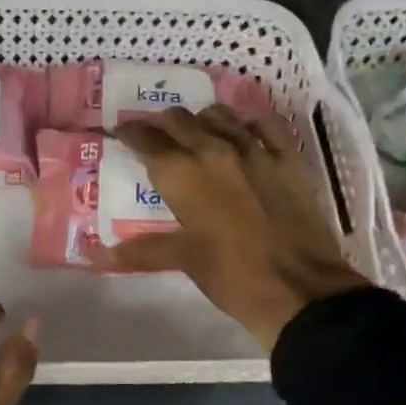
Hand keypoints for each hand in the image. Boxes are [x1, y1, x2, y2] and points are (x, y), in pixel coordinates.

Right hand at [100, 105, 366, 350]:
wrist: (301, 290)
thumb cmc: (232, 276)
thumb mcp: (184, 261)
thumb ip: (144, 250)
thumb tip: (105, 254)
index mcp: (182, 174)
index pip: (145, 140)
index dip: (128, 133)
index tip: (120, 132)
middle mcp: (213, 149)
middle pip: (179, 120)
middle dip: (161, 125)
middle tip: (155, 138)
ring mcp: (255, 149)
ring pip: (219, 114)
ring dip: (200, 120)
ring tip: (196, 135)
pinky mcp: (288, 158)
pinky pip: (264, 123)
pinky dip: (247, 123)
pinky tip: (243, 133)